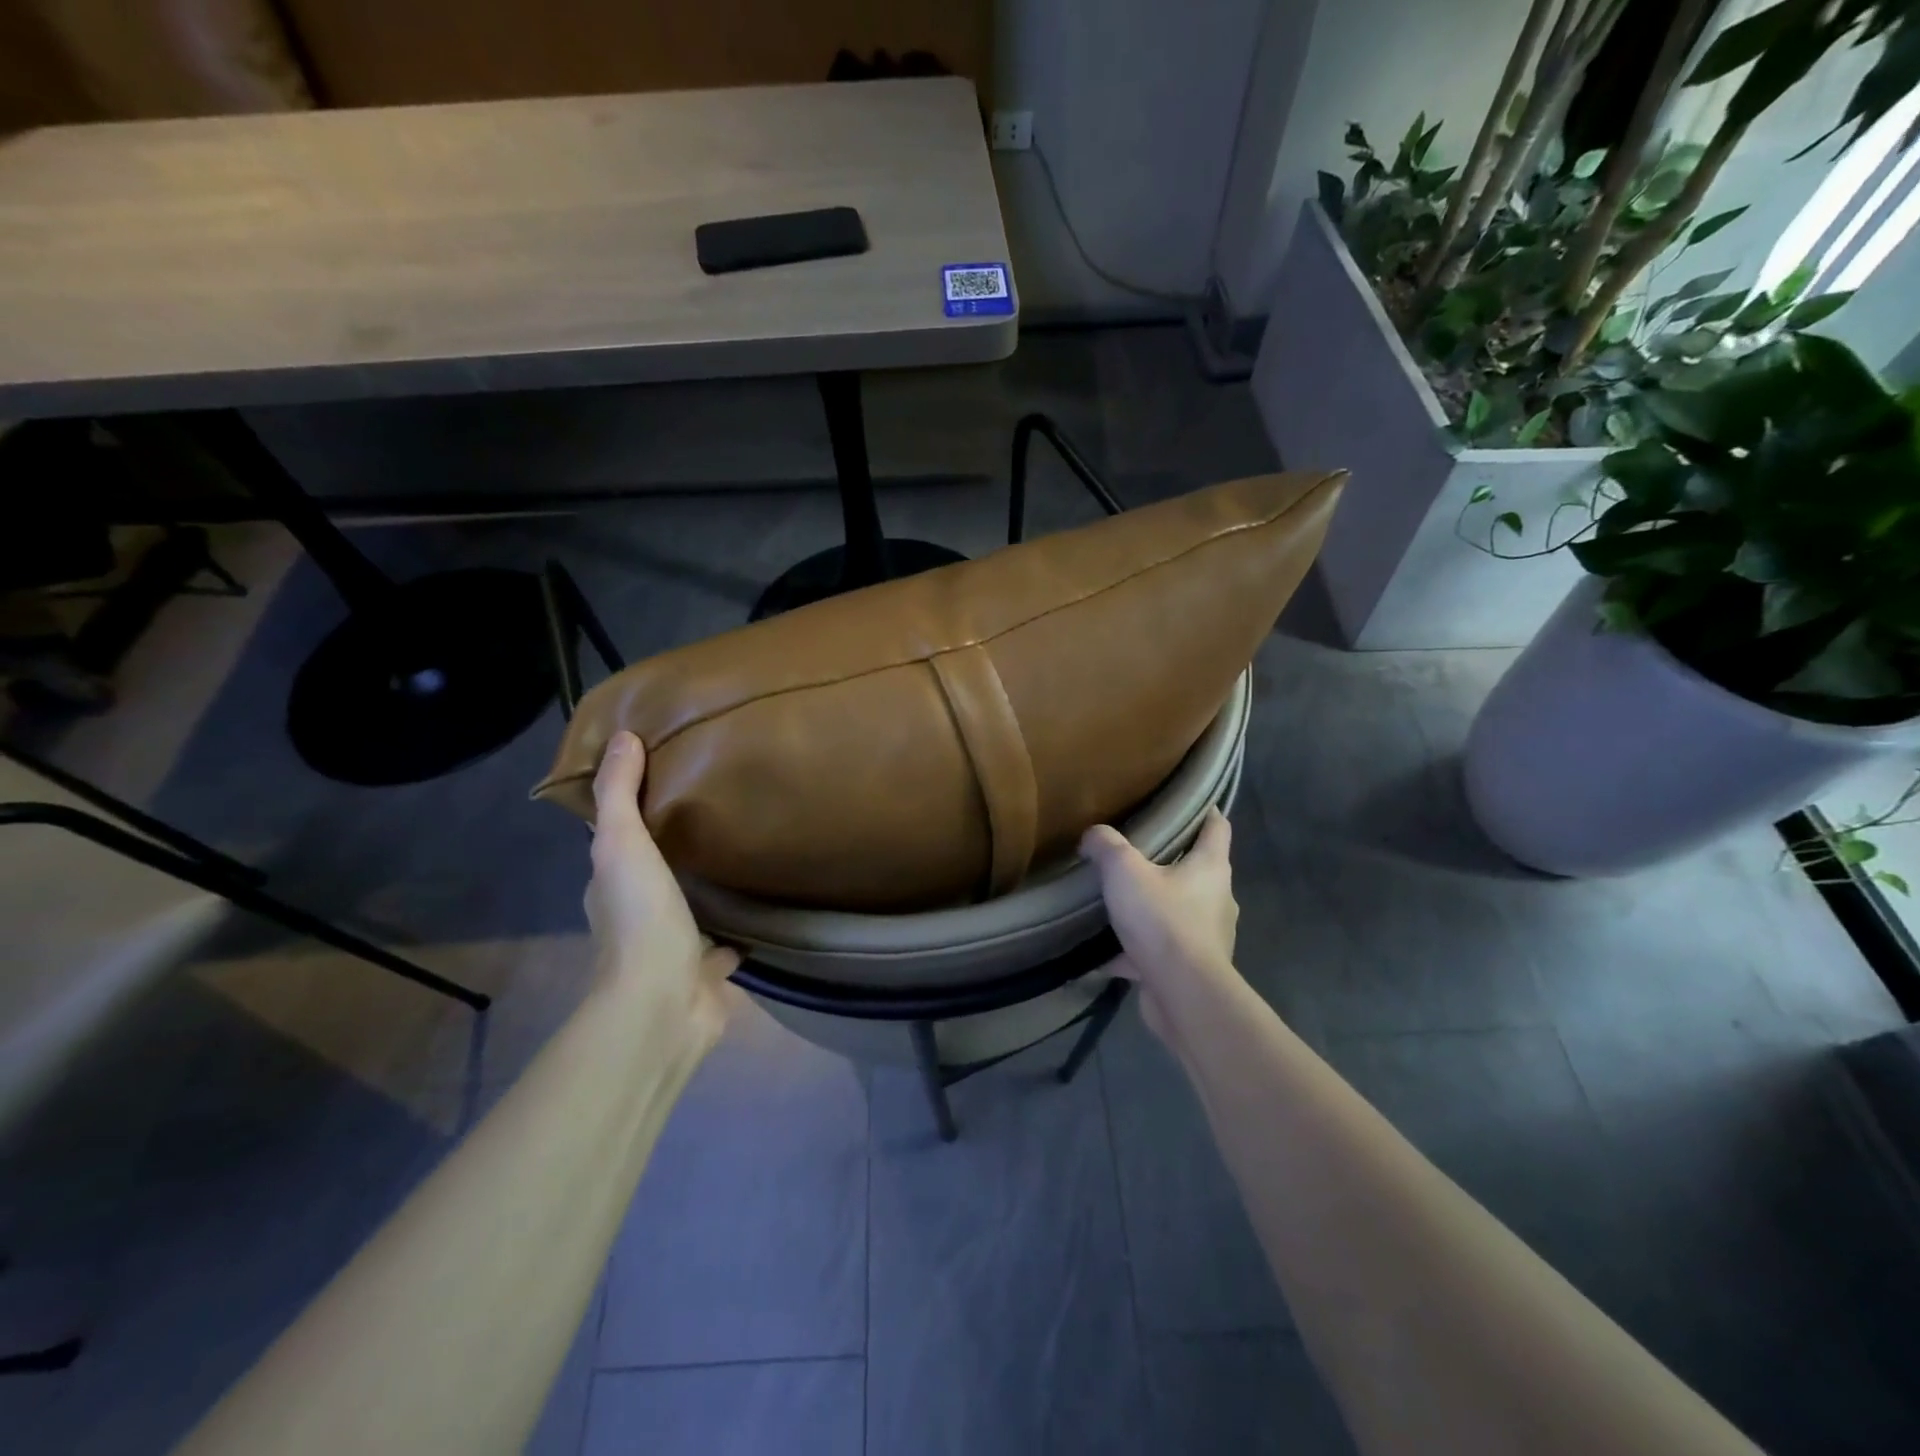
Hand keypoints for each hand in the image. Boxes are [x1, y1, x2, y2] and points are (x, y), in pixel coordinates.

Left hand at [585, 731, 740, 1044]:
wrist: (663, 1004)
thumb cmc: (640, 919)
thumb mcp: (622, 845)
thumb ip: (619, 795)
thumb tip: (622, 737)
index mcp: (611, 888)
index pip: (617, 842)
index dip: (631, 814)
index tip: (663, 781)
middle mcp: (637, 918)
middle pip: (655, 876)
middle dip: (674, 853)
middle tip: (713, 815)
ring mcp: (672, 950)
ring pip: (689, 912)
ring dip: (705, 893)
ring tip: (741, 857)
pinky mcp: (706, 975)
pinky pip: (723, 947)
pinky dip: (737, 933)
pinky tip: (761, 910)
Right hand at [1079, 808, 1241, 1044]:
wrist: (1182, 994)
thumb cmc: (1162, 920)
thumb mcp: (1124, 870)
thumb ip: (1106, 846)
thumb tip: (1092, 836)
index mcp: (1211, 868)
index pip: (1218, 827)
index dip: (1206, 811)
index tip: (1187, 802)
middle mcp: (1218, 899)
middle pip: (1198, 870)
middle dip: (1172, 861)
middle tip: (1137, 852)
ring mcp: (1208, 936)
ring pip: (1179, 912)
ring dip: (1155, 907)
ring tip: (1120, 903)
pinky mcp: (1192, 968)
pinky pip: (1161, 951)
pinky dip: (1137, 951)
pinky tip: (1106, 954)